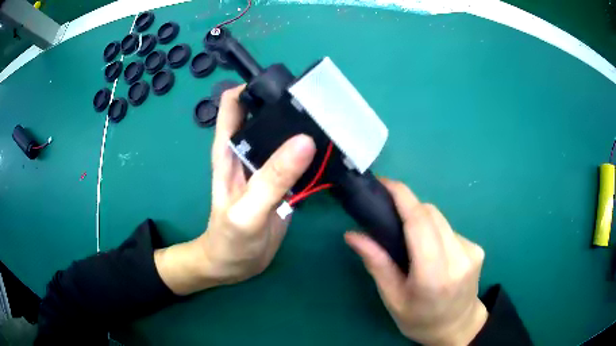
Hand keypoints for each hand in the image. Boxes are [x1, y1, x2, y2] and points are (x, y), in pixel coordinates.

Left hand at [155, 85, 315, 294]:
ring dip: (303, 126)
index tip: (284, 84)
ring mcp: (266, 165)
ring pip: (285, 135)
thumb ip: (272, 179)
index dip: (254, 86)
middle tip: (321, 102)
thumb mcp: (248, 211)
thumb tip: (304, 140)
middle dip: (288, 103)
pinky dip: (312, 153)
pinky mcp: (281, 182)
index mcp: (229, 148)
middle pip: (266, 112)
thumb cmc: (229, 240)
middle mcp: (248, 149)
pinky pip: (297, 159)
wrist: (234, 265)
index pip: (235, 101)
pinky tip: (331, 152)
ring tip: (332, 121)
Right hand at [345, 179, 487, 344]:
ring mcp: (472, 251)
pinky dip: (434, 231)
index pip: (420, 224)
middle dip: (409, 207)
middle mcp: (458, 258)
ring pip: (441, 219)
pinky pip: (449, 229)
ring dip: (421, 220)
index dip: (403, 197)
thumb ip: (377, 264)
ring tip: (408, 238)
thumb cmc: (420, 320)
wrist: (457, 326)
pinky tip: (429, 248)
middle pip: (431, 215)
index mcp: (434, 277)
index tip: (384, 183)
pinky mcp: (477, 248)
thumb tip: (353, 234)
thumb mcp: (393, 298)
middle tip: (388, 214)